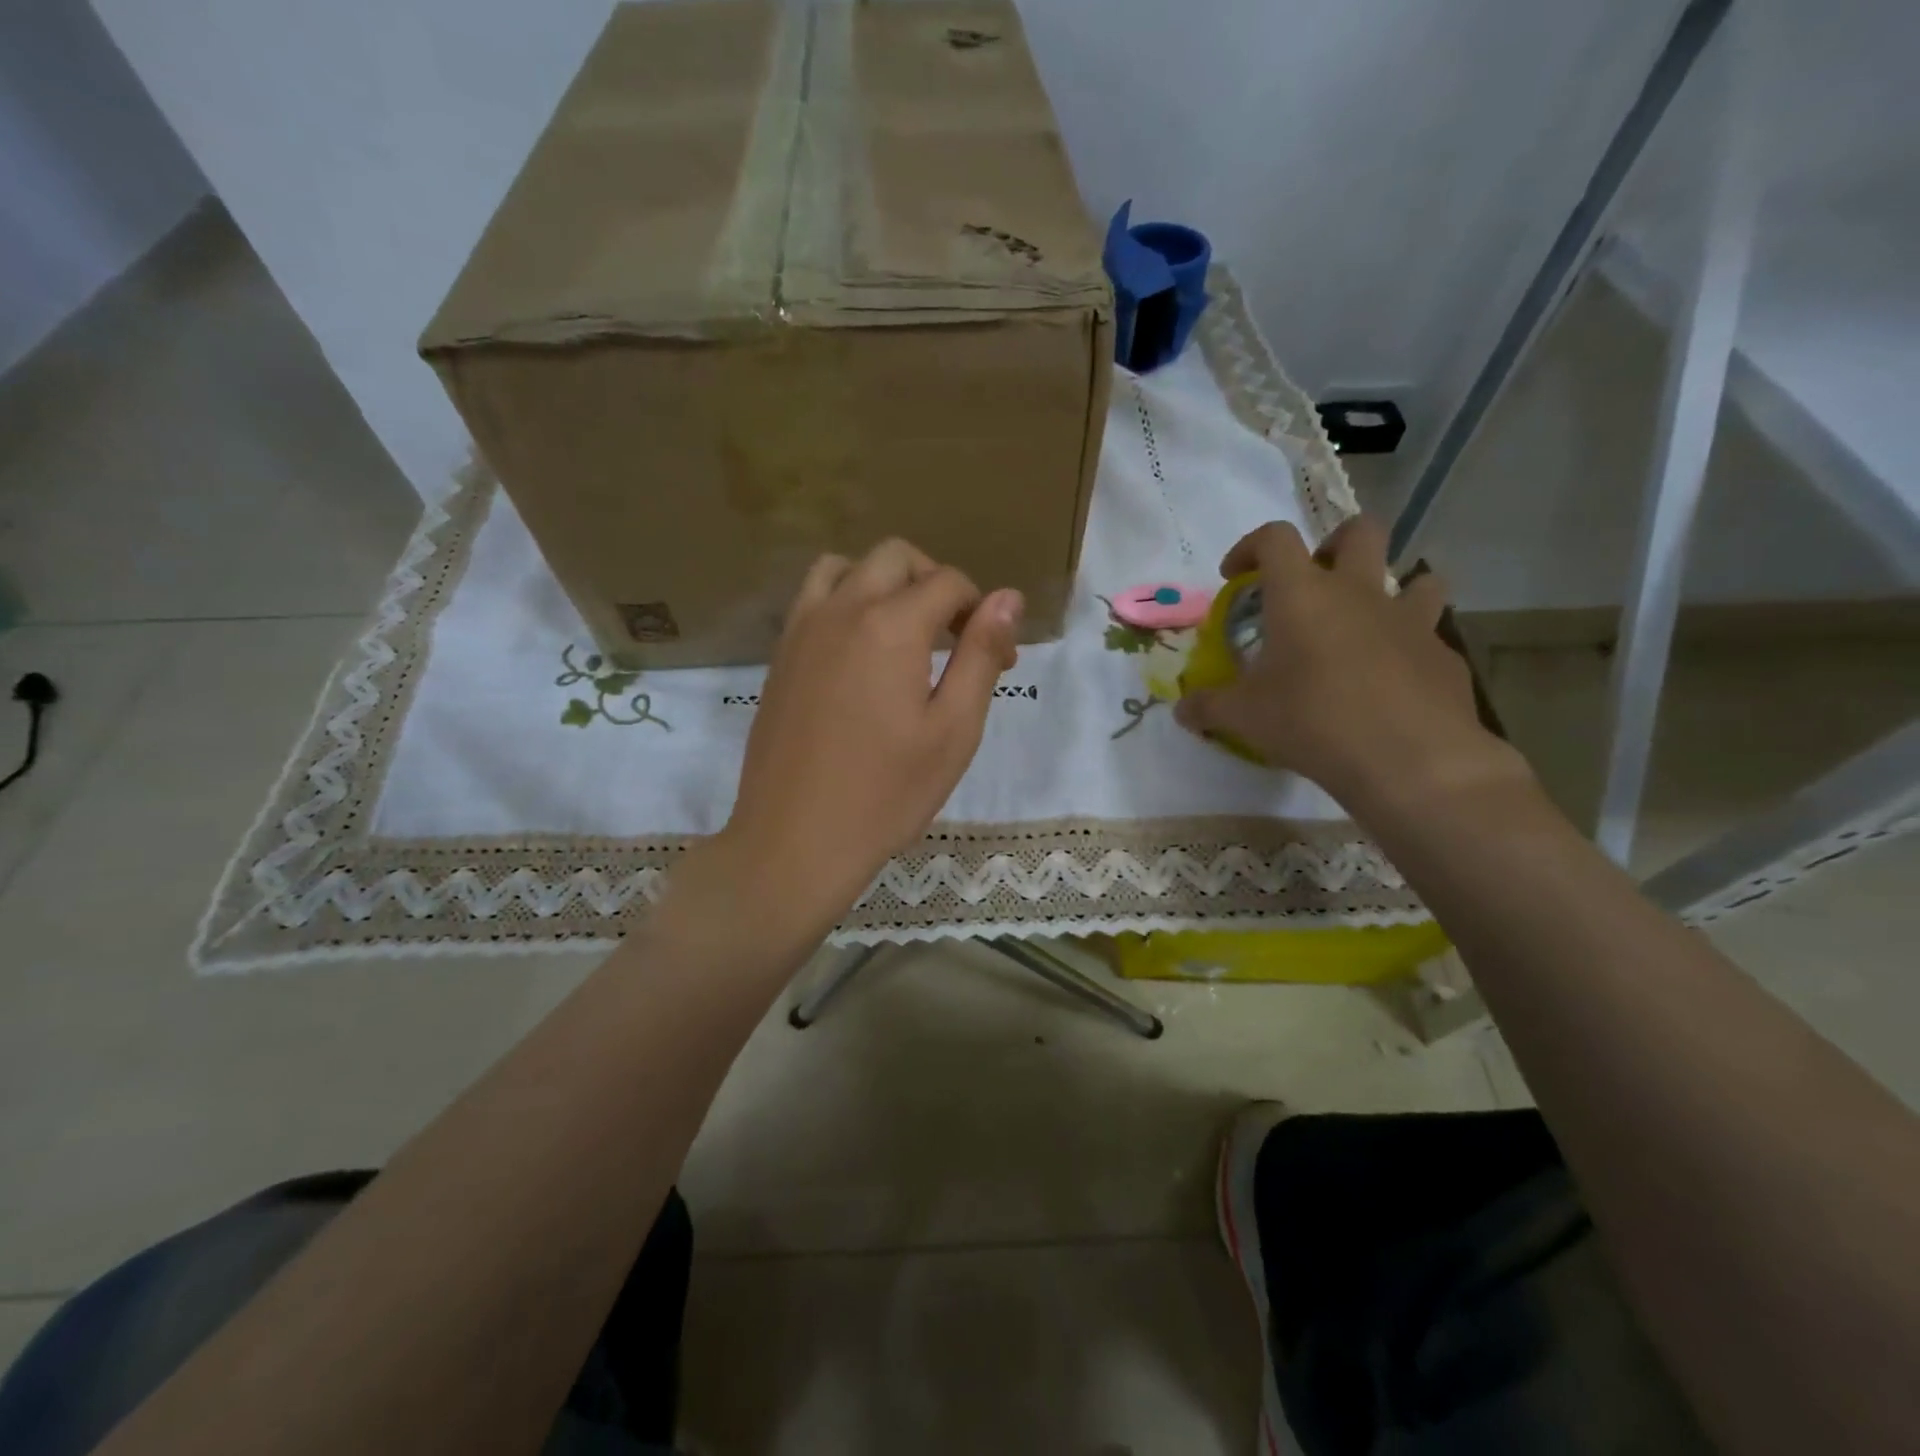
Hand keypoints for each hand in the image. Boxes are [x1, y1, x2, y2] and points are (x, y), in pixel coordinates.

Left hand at [713, 539, 1022, 940]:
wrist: (796, 840)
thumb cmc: (887, 794)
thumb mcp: (954, 730)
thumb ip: (981, 654)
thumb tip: (1009, 598)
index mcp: (891, 626)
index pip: (948, 582)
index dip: (982, 611)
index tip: (997, 658)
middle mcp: (841, 610)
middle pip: (895, 558)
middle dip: (935, 583)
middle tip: (954, 638)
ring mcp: (801, 630)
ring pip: (845, 566)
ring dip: (883, 581)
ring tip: (904, 631)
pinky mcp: (780, 656)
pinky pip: (813, 598)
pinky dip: (845, 600)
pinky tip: (860, 652)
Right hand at [1175, 516, 1528, 818]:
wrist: (1408, 758)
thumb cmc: (1312, 721)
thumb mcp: (1244, 717)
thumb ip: (1208, 707)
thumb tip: (1181, 711)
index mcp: (1302, 594)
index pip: (1274, 538)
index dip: (1250, 546)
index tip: (1235, 577)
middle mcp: (1359, 592)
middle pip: (1360, 531)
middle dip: (1335, 544)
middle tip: (1314, 582)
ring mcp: (1410, 620)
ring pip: (1417, 577)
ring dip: (1392, 590)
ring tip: (1367, 625)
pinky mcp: (1443, 655)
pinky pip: (1427, 636)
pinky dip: (1407, 648)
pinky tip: (1391, 684)